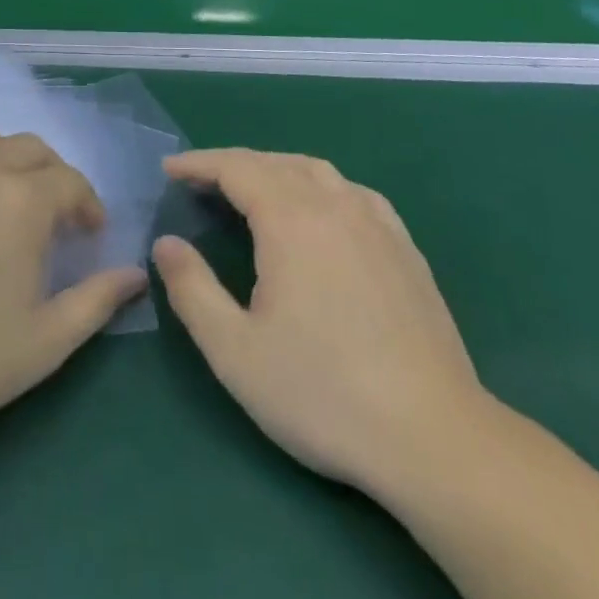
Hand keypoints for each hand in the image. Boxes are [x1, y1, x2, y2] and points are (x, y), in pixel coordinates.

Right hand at [152, 149, 491, 500]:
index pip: (236, 167)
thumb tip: (165, 243)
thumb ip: (192, 290)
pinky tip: (320, 210)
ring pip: (316, 170)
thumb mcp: (235, 352)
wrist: (433, 436)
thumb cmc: (323, 393)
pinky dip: (320, 185)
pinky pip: (353, 191)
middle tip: (201, 181)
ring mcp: (376, 222)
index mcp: (291, 219)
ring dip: (275, 169)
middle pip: (274, 162)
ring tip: (252, 189)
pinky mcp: (404, 246)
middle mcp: (334, 204)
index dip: (199, 163)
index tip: (169, 169)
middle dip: (232, 164)